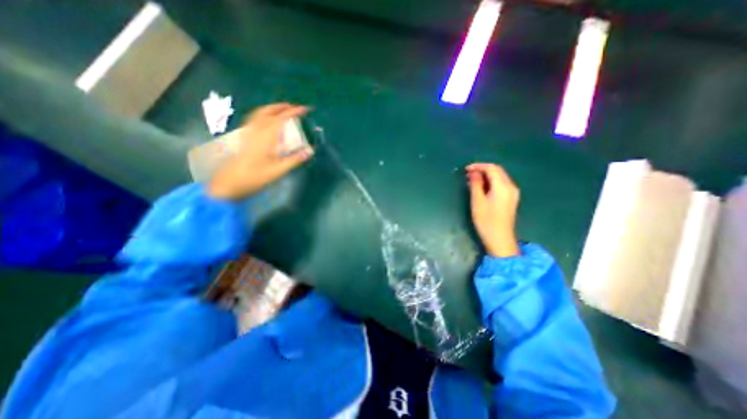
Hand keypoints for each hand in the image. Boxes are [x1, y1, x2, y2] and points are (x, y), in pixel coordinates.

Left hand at [207, 104, 311, 200]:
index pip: (281, 119)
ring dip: (273, 108)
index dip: (294, 112)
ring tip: (283, 109)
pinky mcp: (244, 136)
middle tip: (295, 108)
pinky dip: (263, 113)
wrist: (231, 182)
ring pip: (260, 113)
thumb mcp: (278, 170)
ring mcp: (248, 132)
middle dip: (283, 107)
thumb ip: (295, 159)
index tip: (305, 109)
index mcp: (266, 137)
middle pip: (269, 112)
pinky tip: (266, 119)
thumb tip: (310, 151)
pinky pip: (253, 118)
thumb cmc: (256, 177)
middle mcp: (256, 130)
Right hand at [465, 163, 520, 257]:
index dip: (478, 166)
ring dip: (487, 175)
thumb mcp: (477, 201)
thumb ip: (476, 184)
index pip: (492, 168)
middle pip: (498, 171)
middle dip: (483, 169)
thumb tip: (473, 172)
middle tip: (468, 174)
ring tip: (473, 180)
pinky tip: (482, 187)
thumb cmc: (486, 221)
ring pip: (500, 177)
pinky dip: (491, 181)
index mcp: (503, 186)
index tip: (466, 169)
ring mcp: (513, 193)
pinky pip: (501, 184)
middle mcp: (511, 186)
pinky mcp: (511, 198)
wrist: (500, 239)